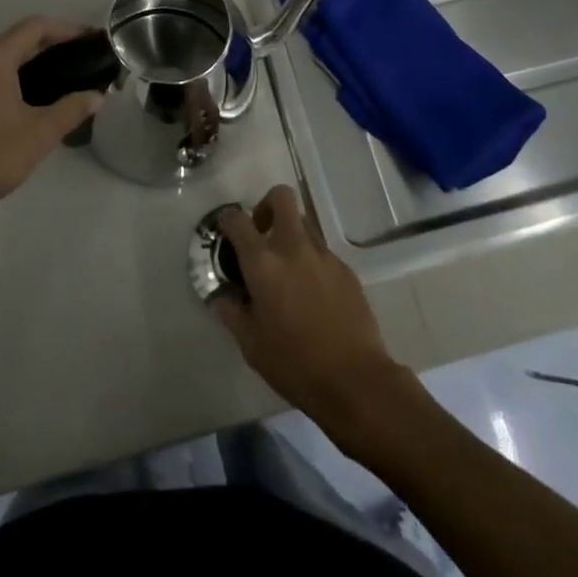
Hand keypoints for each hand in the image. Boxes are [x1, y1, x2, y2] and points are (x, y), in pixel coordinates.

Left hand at [0, 18, 105, 232]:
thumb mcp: (39, 134)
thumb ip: (72, 109)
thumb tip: (98, 96)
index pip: (35, 26)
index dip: (66, 29)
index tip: (90, 41)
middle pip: (18, 37)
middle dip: (51, 44)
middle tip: (81, 60)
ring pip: (2, 55)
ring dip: (31, 60)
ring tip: (62, 77)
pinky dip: (12, 73)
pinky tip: (30, 95)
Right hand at [211, 185, 408, 435]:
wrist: (355, 380)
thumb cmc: (294, 363)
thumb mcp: (251, 345)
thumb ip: (232, 312)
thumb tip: (222, 294)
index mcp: (263, 262)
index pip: (237, 220)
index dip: (227, 220)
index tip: (225, 232)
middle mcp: (293, 246)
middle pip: (281, 197)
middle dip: (267, 206)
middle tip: (261, 234)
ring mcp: (323, 255)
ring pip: (304, 223)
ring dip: (290, 234)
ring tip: (287, 269)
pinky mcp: (345, 269)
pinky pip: (322, 251)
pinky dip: (311, 261)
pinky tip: (312, 294)